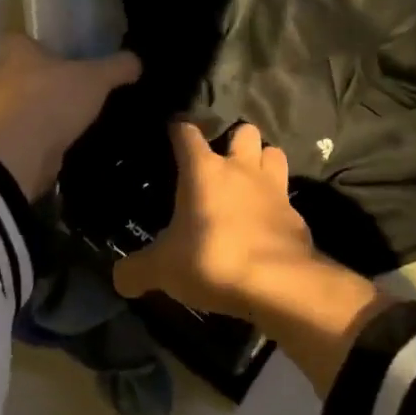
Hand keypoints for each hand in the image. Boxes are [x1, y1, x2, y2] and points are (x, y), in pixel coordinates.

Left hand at [0, 34, 140, 200]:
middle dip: (43, 76)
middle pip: (21, 70)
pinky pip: (29, 129)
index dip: (34, 42)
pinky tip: (68, 136)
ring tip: (75, 111)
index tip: (56, 49)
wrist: (22, 153)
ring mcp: (1, 110)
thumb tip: (136, 61)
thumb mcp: (95, 78)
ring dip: (44, 106)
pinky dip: (44, 133)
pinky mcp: (8, 139)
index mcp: (16, 51)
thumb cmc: (53, 99)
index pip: (17, 38)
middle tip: (73, 80)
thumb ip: (117, 67)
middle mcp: (3, 76)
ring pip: (24, 101)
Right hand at [115, 120, 394, 395]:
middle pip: (244, 131)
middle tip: (222, 161)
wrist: (279, 284)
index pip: (186, 132)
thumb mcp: (164, 269)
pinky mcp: (297, 216)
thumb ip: (137, 270)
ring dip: (263, 162)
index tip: (171, 133)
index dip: (178, 130)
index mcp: (204, 169)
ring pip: (273, 154)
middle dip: (235, 139)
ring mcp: (274, 189)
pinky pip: (288, 199)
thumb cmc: (213, 259)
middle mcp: (241, 169)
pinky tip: (268, 223)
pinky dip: (278, 206)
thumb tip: (118, 279)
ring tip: (251, 181)